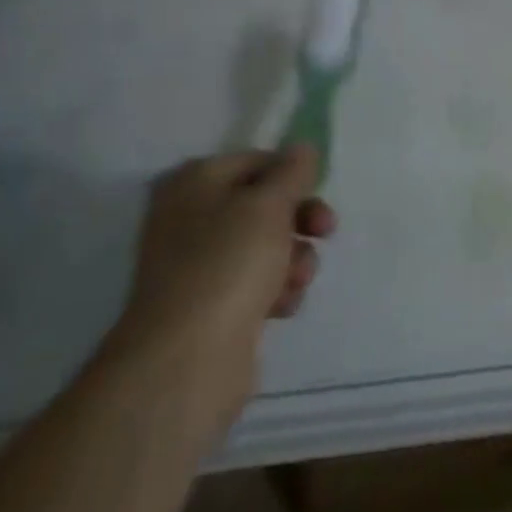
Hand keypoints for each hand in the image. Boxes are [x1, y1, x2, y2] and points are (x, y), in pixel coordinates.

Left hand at [103, 147, 336, 443]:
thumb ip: (292, 171)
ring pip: (264, 246)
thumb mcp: (268, 204)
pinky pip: (256, 285)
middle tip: (326, 230)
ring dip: (293, 258)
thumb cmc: (227, 264)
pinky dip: (276, 291)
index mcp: (194, 182)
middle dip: (299, 218)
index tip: (320, 188)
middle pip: (262, 204)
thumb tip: (302, 149)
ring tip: (298, 280)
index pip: (255, 161)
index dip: (291, 173)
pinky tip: (283, 306)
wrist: (186, 362)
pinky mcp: (211, 308)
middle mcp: (190, 218)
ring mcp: (198, 266)